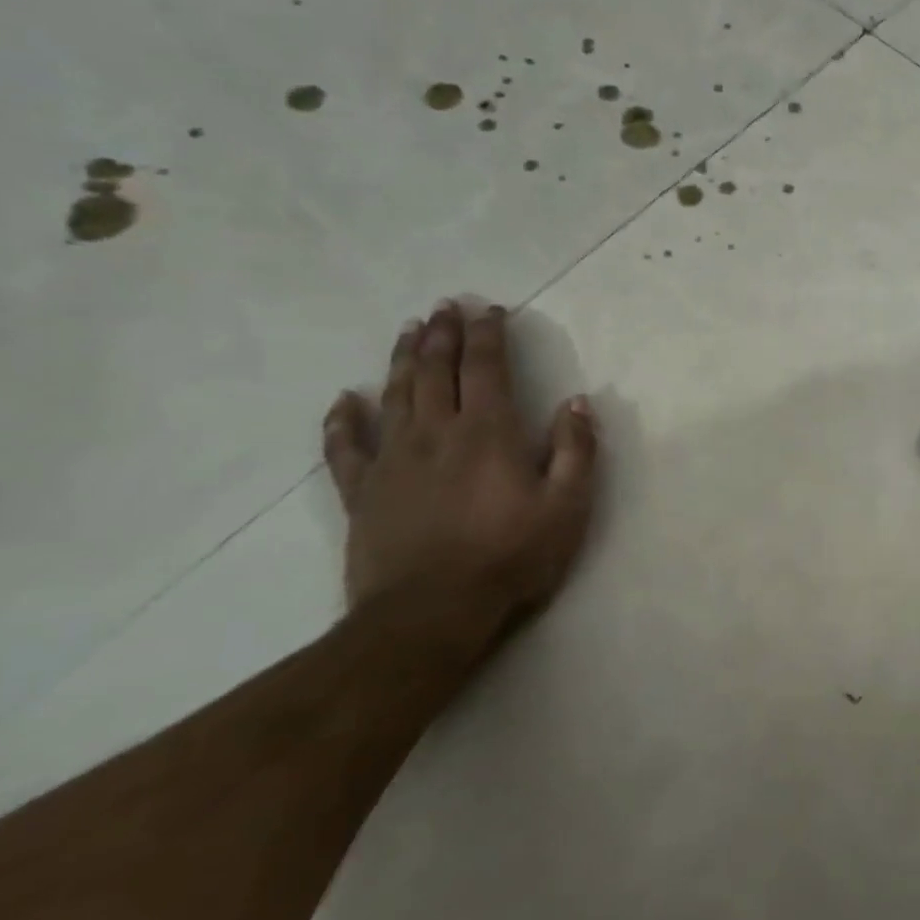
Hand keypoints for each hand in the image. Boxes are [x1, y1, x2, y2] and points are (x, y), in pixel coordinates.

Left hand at [321, 300, 600, 630]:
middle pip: (435, 370)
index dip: (488, 334)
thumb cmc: (511, 556)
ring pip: (394, 394)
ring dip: (401, 357)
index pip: (486, 367)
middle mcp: (436, 432)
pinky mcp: (362, 492)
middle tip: (444, 306)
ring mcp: (392, 460)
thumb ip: (576, 451)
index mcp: (487, 432)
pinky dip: (343, 419)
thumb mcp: (568, 506)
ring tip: (407, 329)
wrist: (431, 613)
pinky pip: (346, 446)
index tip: (489, 309)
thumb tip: (576, 403)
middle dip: (442, 334)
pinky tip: (344, 400)